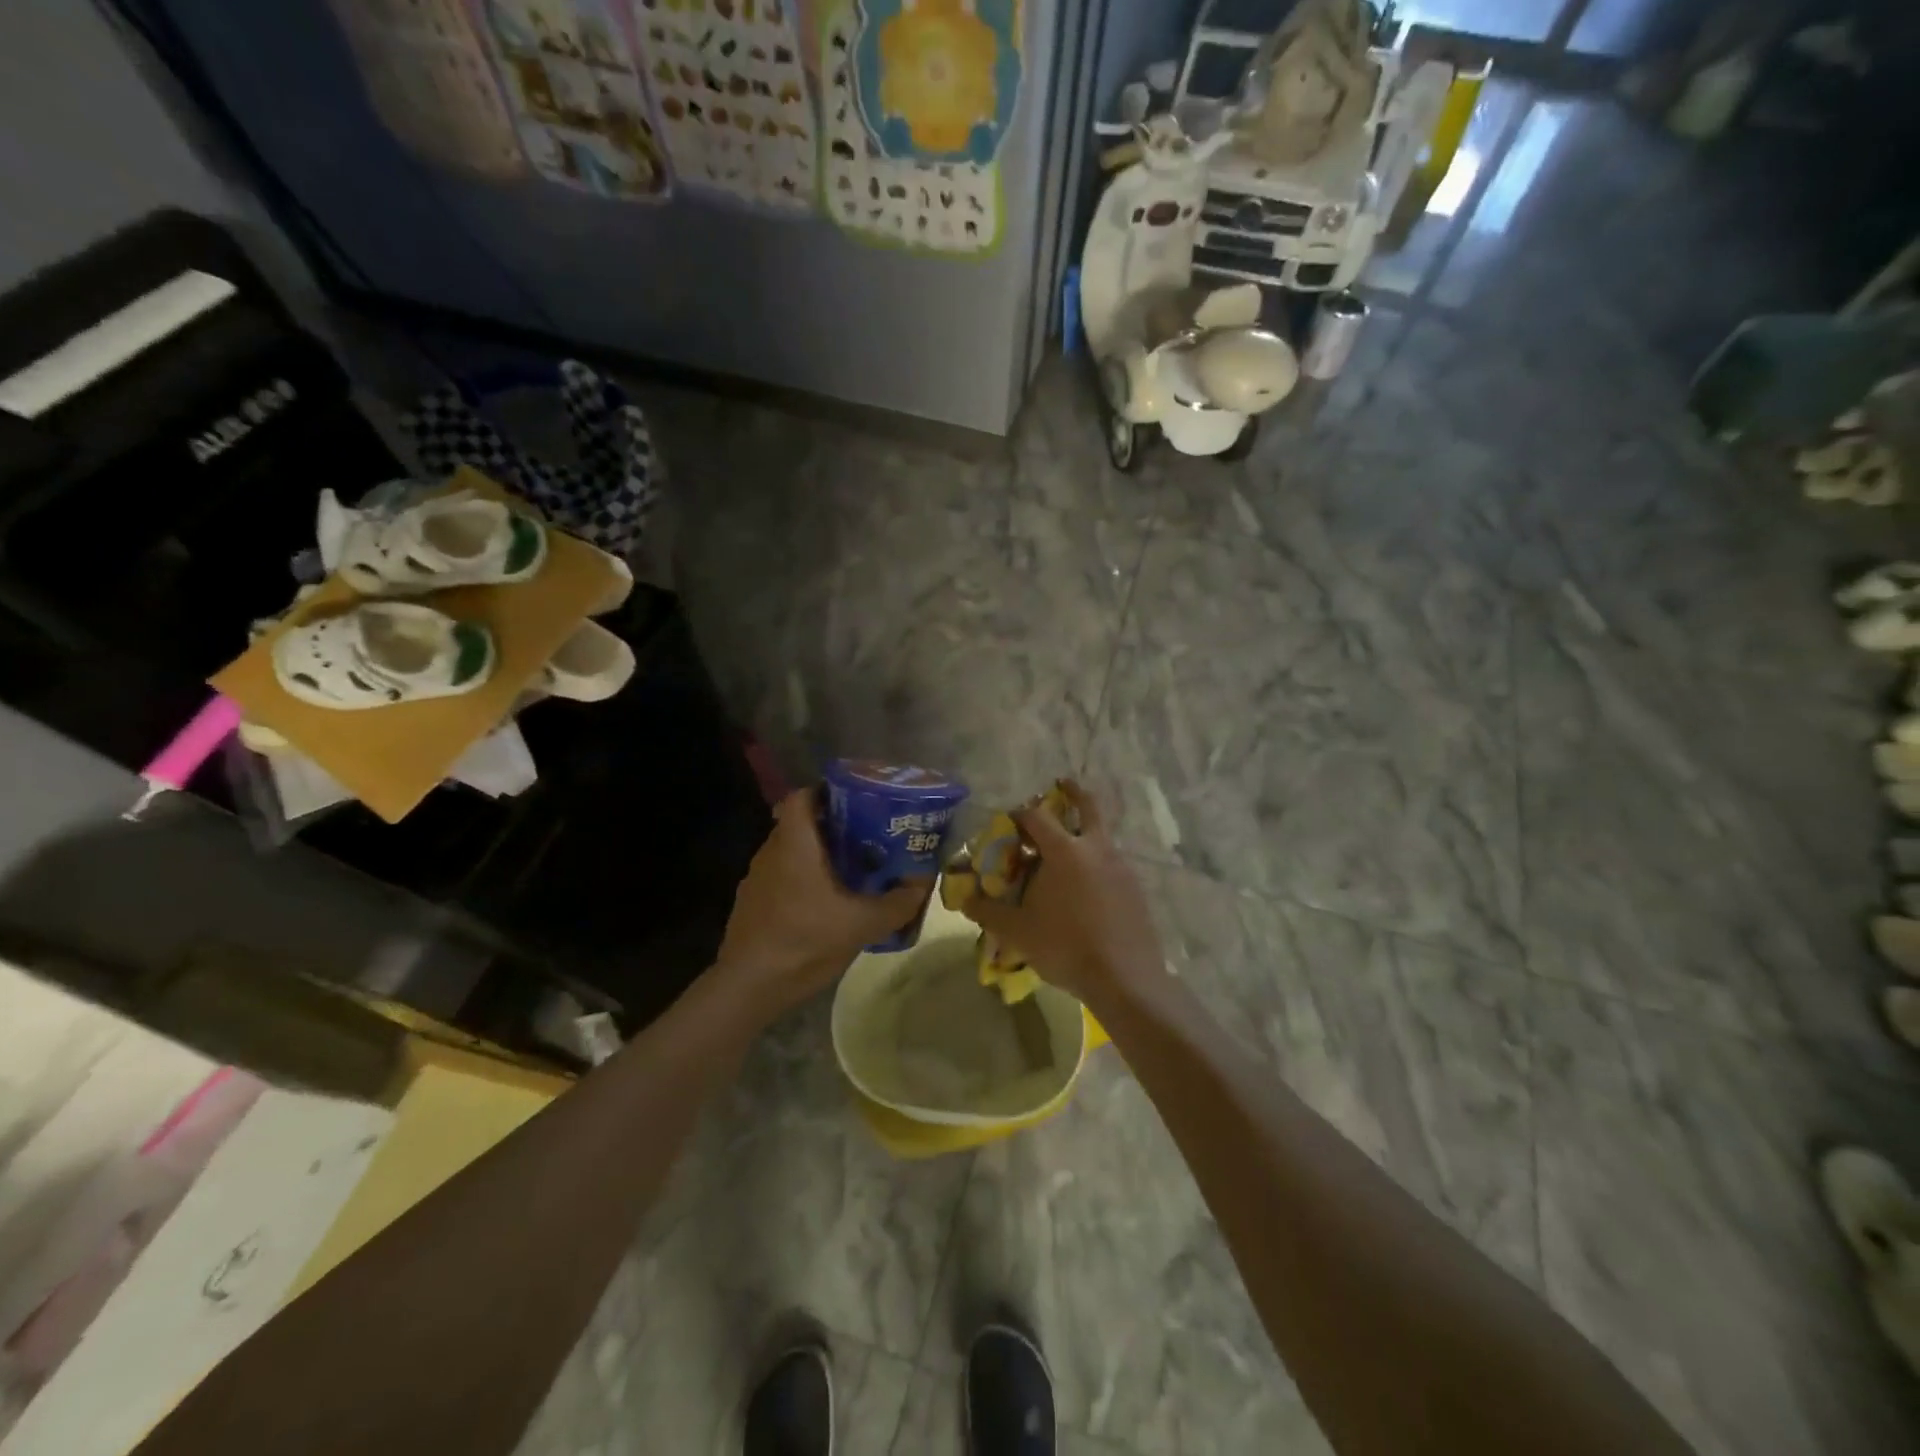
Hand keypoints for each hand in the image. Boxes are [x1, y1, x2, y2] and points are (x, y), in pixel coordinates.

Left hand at [715, 788, 930, 1013]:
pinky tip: (825, 905)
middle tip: (867, 836)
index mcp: (794, 844)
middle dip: (833, 826)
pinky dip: (804, 880)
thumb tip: (921, 886)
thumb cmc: (804, 941)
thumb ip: (896, 904)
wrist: (749, 986)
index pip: (802, 797)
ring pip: (791, 852)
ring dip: (818, 855)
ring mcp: (757, 879)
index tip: (855, 801)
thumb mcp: (861, 924)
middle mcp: (771, 852)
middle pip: (800, 824)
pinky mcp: (752, 903)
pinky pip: (782, 877)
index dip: (826, 791)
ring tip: (852, 870)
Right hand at [960, 780, 1166, 1006]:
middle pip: (1087, 806)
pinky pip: (1113, 862)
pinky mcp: (1136, 887)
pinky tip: (1088, 885)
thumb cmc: (1065, 946)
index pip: (1037, 817)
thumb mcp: (1018, 931)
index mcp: (1065, 851)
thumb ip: (988, 911)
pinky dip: (1098, 860)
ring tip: (1068, 849)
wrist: (1124, 977)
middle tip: (1062, 784)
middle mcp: (1096, 848)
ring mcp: (1121, 866)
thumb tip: (963, 899)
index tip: (1009, 820)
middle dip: (1073, 792)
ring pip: (1102, 835)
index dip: (1020, 814)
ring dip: (1086, 831)